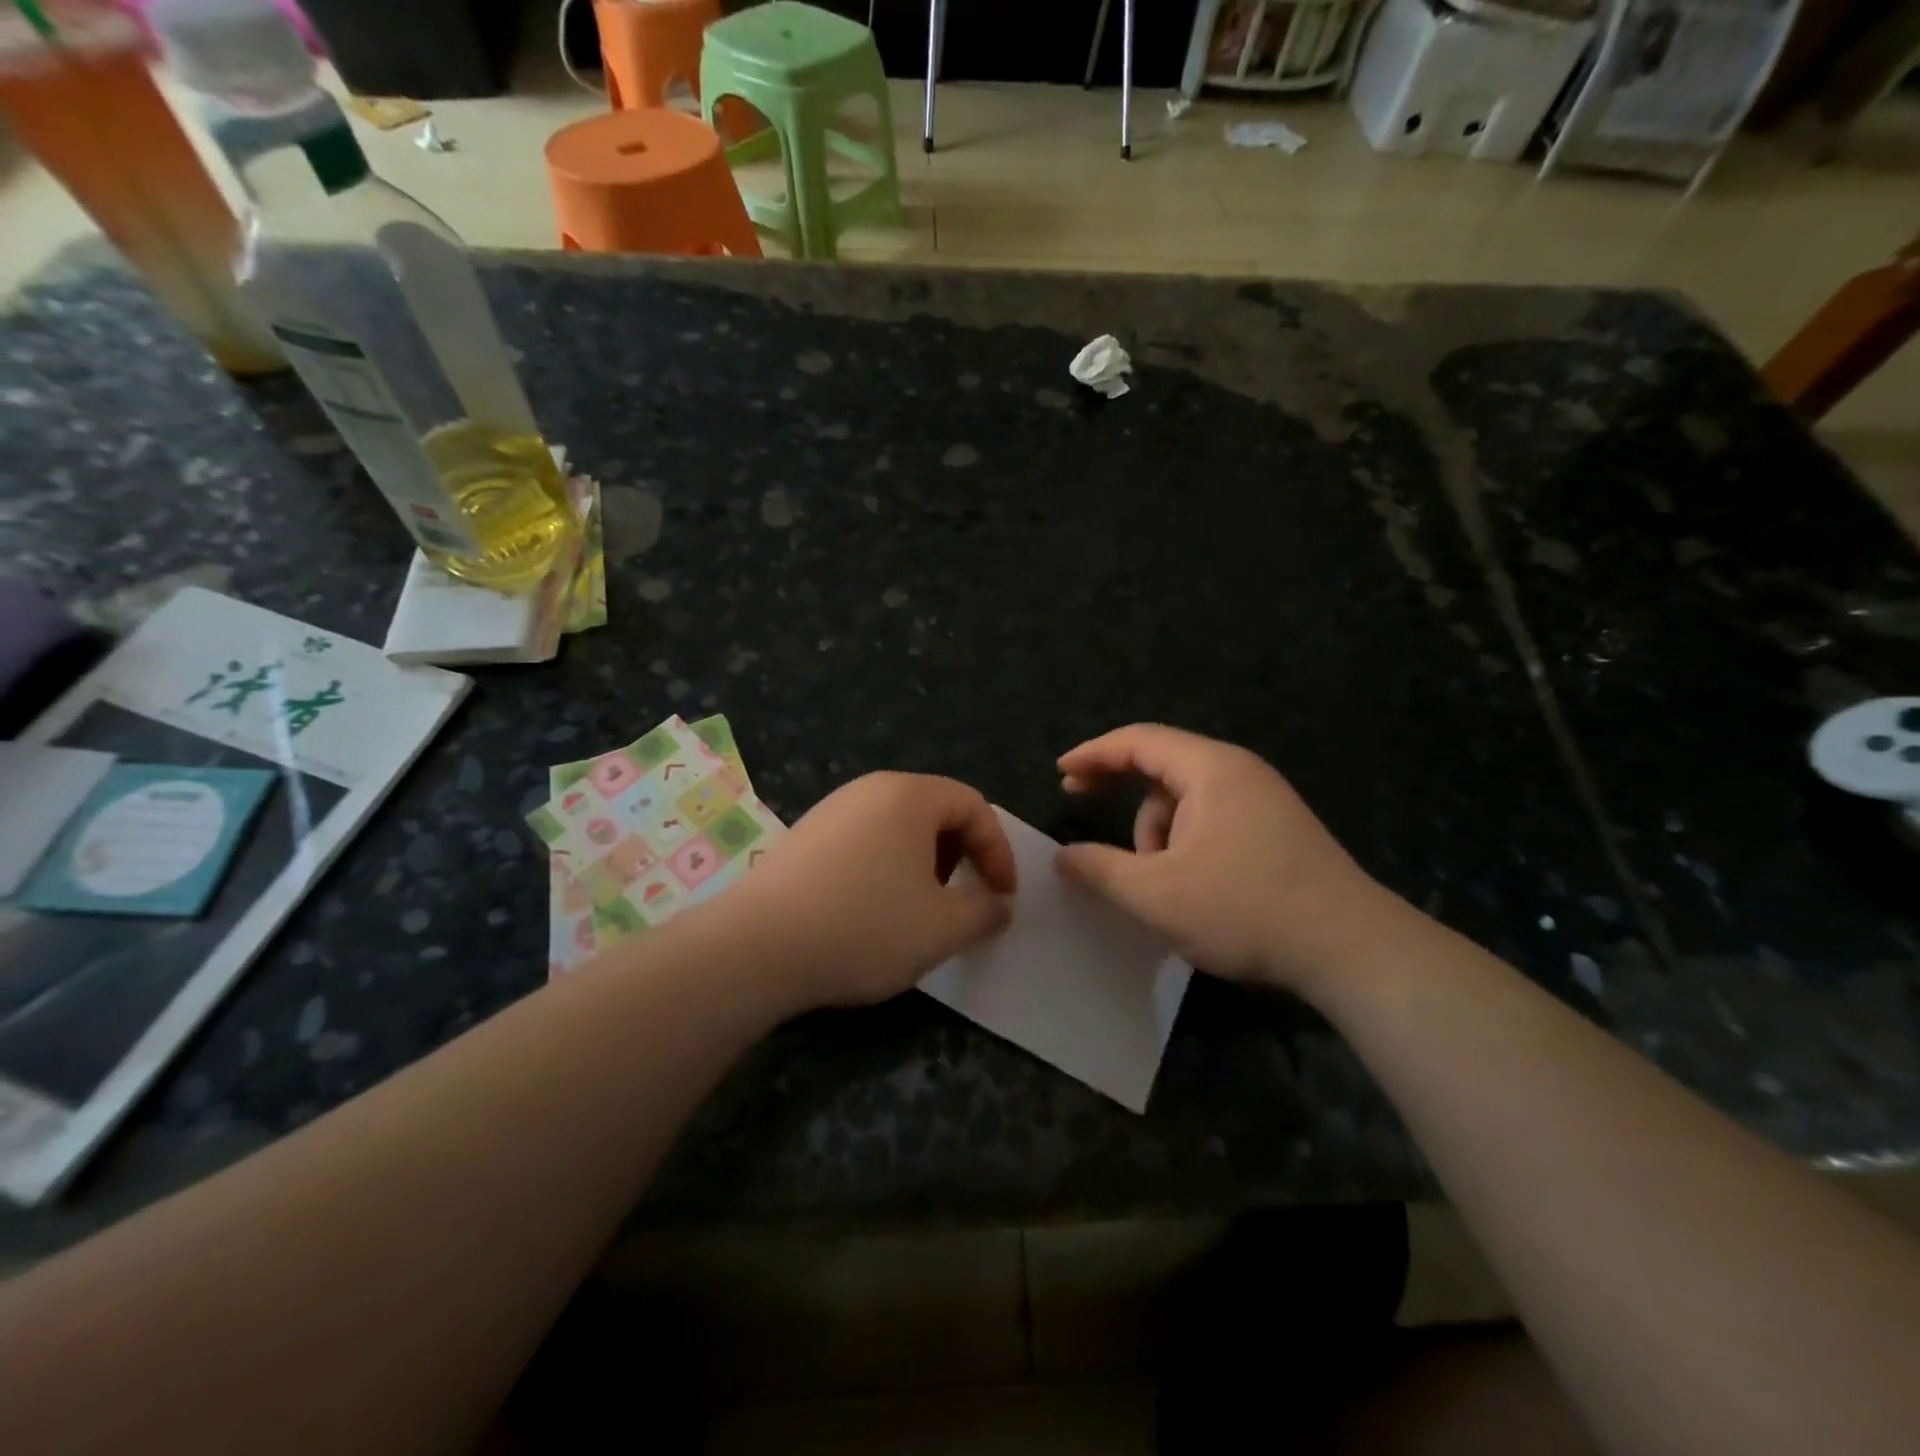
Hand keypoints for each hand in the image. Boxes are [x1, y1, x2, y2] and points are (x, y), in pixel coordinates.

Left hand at [731, 772, 1016, 1010]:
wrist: (755, 948)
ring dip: (923, 865)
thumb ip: (985, 912)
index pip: (972, 804)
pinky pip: (863, 842)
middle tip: (962, 900)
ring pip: (897, 829)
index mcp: (908, 795)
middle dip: (961, 856)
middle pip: (934, 811)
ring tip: (919, 911)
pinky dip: (885, 869)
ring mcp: (831, 811)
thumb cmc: (864, 927)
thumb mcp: (941, 928)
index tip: (1002, 896)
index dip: (997, 850)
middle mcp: (868, 790)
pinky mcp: (804, 838)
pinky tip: (872, 913)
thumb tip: (998, 905)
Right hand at [1055, 724, 1391, 996]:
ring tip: (1160, 884)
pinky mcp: (1277, 830)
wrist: (1352, 951)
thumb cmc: (1245, 910)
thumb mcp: (1156, 894)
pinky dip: (1185, 845)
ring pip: (1186, 802)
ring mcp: (1264, 801)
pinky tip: (1190, 888)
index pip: (1138, 741)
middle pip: (1161, 768)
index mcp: (1210, 769)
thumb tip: (1063, 855)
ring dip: (1157, 833)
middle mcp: (1239, 772)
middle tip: (1081, 804)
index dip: (1093, 753)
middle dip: (1121, 793)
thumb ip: (1100, 869)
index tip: (1060, 772)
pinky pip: (1212, 821)